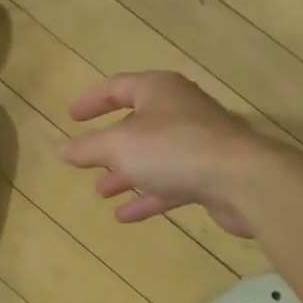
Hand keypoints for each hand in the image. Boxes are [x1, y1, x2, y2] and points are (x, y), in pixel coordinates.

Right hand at [58, 71, 262, 236]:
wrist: (241, 179)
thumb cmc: (173, 149)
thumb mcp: (118, 146)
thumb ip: (87, 147)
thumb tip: (60, 149)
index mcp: (158, 90)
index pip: (118, 87)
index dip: (92, 101)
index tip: (72, 117)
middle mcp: (179, 110)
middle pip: (137, 123)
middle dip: (109, 144)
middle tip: (86, 160)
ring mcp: (197, 143)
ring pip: (152, 156)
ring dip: (126, 173)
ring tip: (102, 191)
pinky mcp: (209, 174)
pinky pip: (169, 182)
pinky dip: (147, 196)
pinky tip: (125, 216)